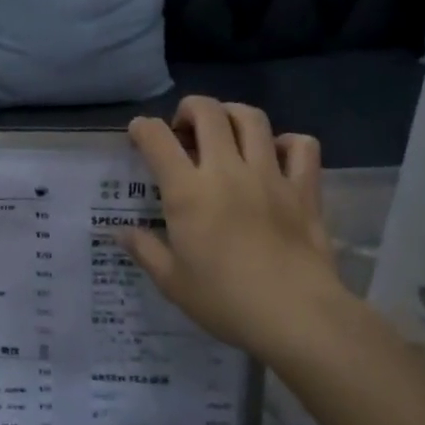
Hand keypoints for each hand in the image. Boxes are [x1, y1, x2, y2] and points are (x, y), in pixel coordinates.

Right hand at [118, 97, 345, 356]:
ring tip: (226, 132)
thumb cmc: (225, 301)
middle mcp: (227, 170)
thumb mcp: (173, 283)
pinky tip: (276, 156)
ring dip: (233, 115)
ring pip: (252, 118)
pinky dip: (287, 142)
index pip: (157, 139)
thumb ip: (145, 250)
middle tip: (184, 129)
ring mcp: (269, 175)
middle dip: (189, 109)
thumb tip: (119, 232)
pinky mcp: (304, 189)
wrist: (296, 316)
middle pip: (208, 112)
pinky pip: (302, 146)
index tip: (140, 134)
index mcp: (188, 192)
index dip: (143, 128)